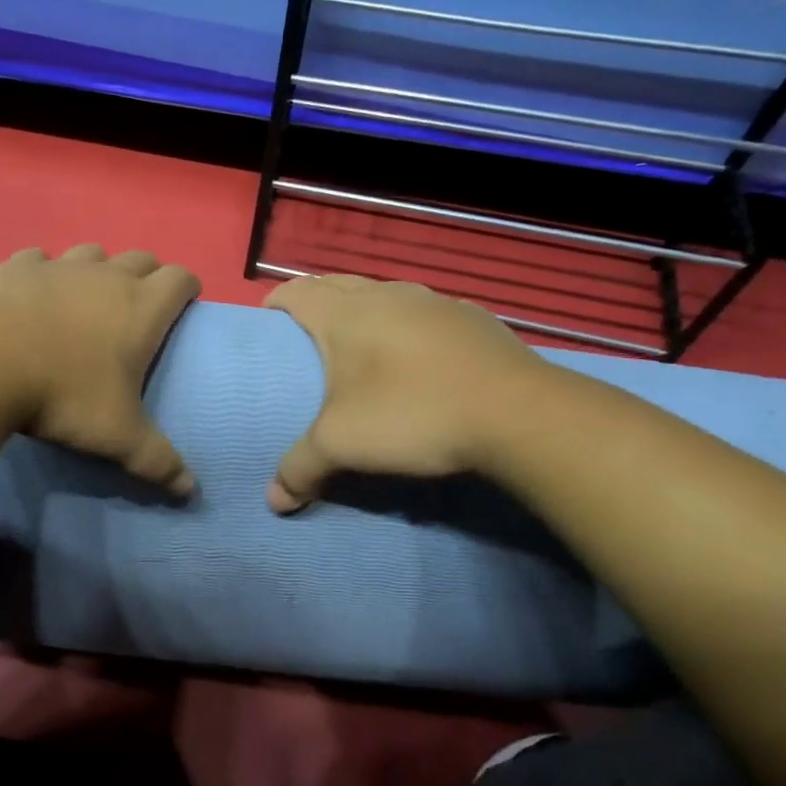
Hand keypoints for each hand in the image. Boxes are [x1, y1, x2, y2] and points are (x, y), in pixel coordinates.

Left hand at [0, 244, 200, 495]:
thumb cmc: (61, 394)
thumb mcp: (115, 436)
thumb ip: (156, 460)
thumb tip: (191, 491)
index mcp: (140, 308)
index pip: (180, 279)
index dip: (188, 288)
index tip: (186, 304)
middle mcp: (104, 277)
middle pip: (140, 259)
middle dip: (147, 276)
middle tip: (139, 307)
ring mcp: (58, 266)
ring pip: (91, 253)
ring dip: (98, 269)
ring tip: (87, 299)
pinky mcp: (14, 267)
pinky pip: (39, 258)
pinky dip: (44, 271)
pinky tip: (33, 293)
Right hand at [265, 275, 550, 511]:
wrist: (519, 414)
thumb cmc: (412, 414)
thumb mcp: (343, 446)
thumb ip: (300, 468)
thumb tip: (273, 501)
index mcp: (344, 313)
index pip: (296, 291)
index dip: (275, 303)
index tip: (266, 324)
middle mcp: (385, 295)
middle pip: (336, 284)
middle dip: (315, 302)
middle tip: (305, 336)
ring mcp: (433, 302)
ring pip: (383, 293)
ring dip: (364, 310)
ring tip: (360, 345)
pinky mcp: (472, 317)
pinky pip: (424, 311)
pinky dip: (408, 325)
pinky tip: (419, 357)